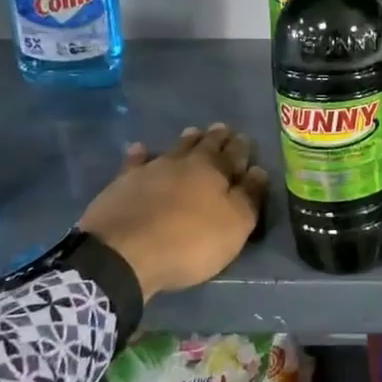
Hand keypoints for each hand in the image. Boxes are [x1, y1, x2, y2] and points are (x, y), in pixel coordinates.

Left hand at [79, 123, 267, 300]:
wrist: (123, 253)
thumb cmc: (189, 242)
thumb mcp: (234, 225)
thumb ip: (249, 197)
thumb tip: (259, 171)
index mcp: (214, 171)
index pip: (234, 153)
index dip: (242, 147)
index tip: (246, 138)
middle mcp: (183, 162)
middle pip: (204, 145)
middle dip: (216, 137)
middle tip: (223, 128)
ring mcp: (150, 170)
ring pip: (173, 148)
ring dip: (185, 140)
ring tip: (193, 132)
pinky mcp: (122, 183)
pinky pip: (135, 162)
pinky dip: (141, 154)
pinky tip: (141, 149)